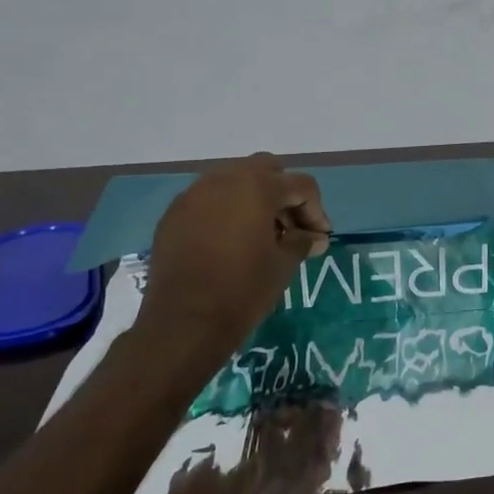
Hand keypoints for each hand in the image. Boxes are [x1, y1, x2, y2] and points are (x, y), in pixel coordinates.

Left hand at [131, 153, 330, 360]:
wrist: (184, 322)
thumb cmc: (243, 289)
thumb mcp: (283, 264)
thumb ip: (302, 242)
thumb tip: (316, 237)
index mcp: (256, 187)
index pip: (300, 185)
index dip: (316, 211)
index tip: (319, 239)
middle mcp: (223, 180)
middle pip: (265, 170)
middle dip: (283, 194)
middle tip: (291, 228)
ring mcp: (193, 195)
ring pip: (233, 182)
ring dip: (253, 201)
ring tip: (261, 236)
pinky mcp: (174, 215)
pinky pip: (208, 202)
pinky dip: (226, 213)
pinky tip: (230, 244)